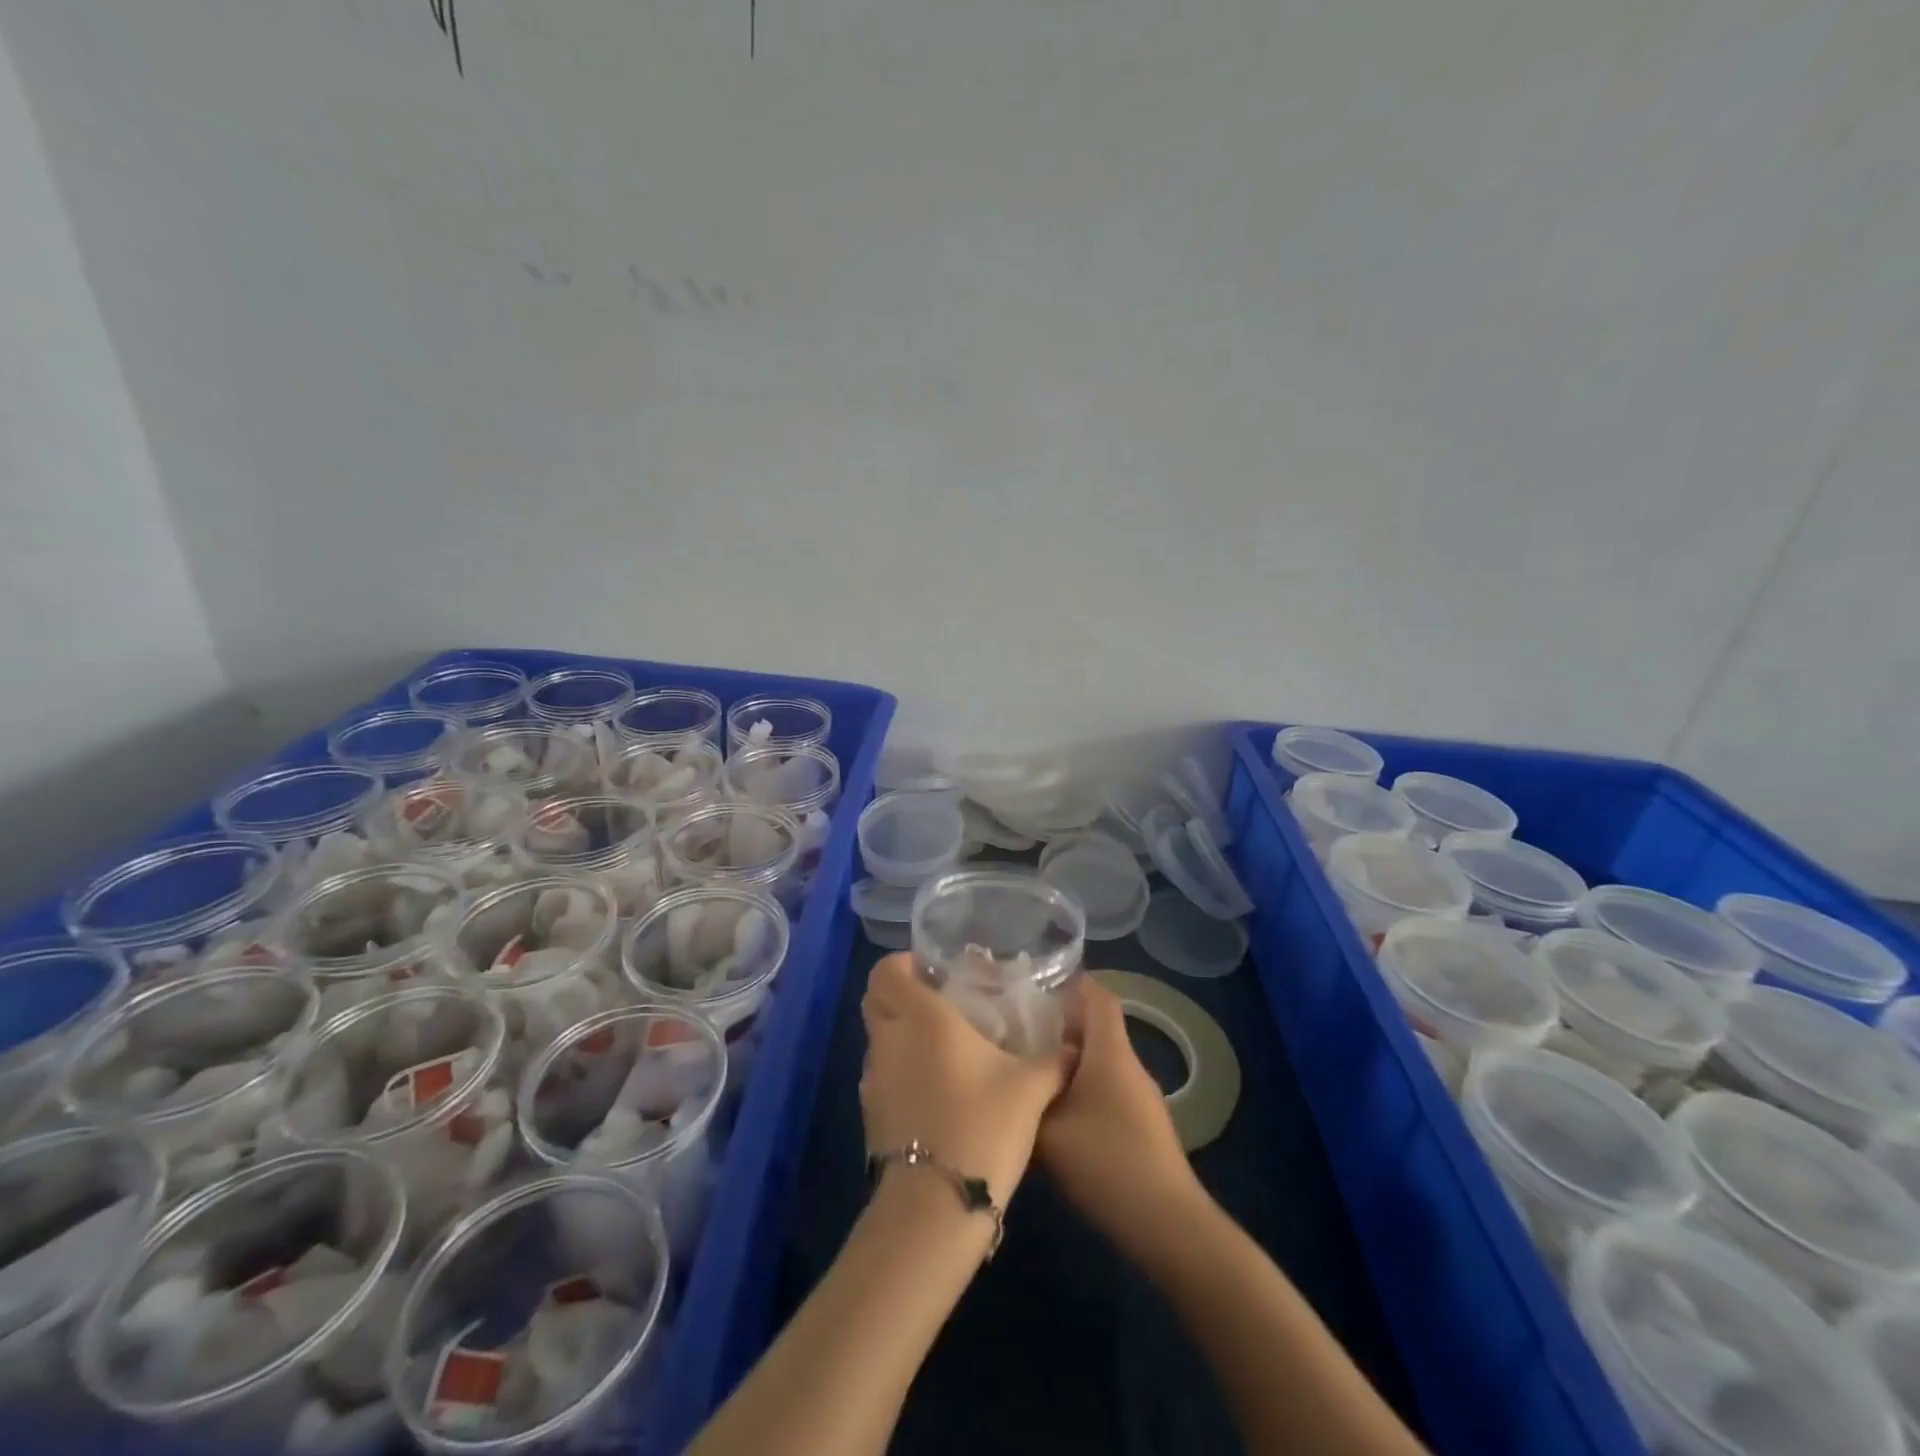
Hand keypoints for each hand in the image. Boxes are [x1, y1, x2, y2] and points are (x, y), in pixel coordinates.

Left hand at [860, 953, 1070, 1210]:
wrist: (936, 1205)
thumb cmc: (982, 1126)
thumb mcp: (1030, 1088)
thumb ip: (1053, 1061)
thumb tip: (1074, 1048)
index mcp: (922, 1017)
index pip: (886, 970)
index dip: (903, 964)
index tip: (933, 971)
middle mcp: (890, 1039)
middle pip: (875, 999)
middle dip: (898, 994)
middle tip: (937, 1002)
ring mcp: (874, 1078)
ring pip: (877, 1038)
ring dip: (899, 1034)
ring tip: (941, 1048)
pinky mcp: (870, 1113)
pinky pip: (880, 1075)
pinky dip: (899, 1071)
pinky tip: (934, 1089)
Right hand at [1038, 977, 1199, 1257]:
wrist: (1168, 1225)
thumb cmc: (1107, 1163)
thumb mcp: (1048, 1132)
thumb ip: (1026, 1100)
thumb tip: (1009, 1080)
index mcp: (1110, 1053)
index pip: (1098, 998)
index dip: (1073, 984)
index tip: (1037, 983)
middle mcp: (1129, 1066)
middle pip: (1096, 1029)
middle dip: (1059, 1025)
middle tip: (1018, 1030)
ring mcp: (1141, 1097)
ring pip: (1100, 1062)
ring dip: (1068, 1061)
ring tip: (1029, 1070)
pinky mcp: (1143, 1126)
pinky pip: (1107, 1089)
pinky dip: (1081, 1088)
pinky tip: (1055, 1113)